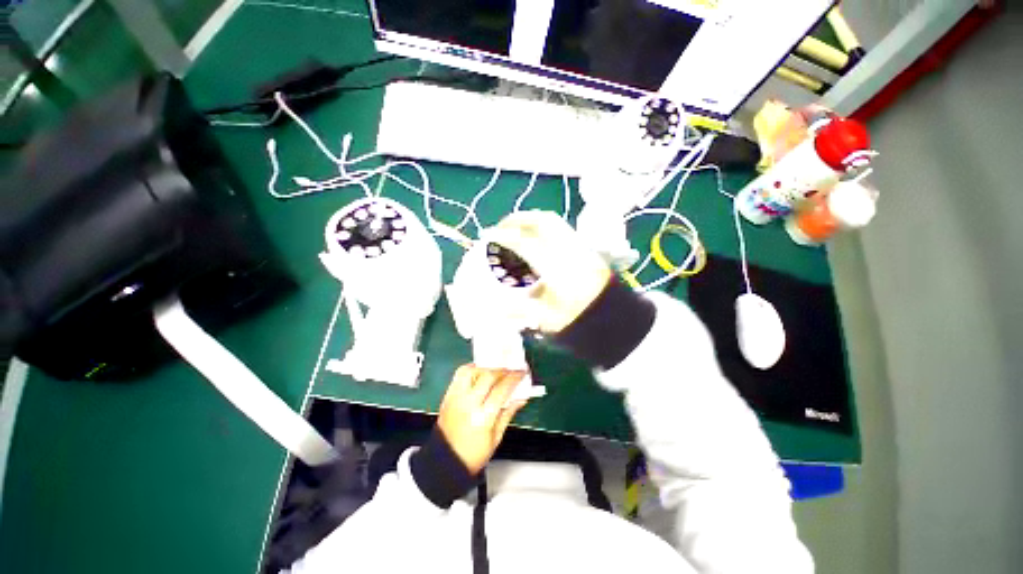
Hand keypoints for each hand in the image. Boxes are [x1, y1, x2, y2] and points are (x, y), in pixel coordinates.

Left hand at [437, 365, 528, 473]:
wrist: (444, 462)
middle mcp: (467, 404)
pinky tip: (480, 372)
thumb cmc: (472, 455)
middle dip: (502, 369)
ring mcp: (455, 398)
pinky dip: (471, 369)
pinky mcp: (448, 395)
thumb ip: (508, 413)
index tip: (521, 372)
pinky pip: (459, 374)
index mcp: (482, 418)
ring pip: (471, 371)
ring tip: (494, 370)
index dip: (514, 378)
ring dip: (485, 367)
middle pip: (487, 376)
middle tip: (510, 369)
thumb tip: (521, 398)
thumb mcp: (496, 438)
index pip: (501, 389)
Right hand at [493, 210, 611, 332]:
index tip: (487, 235)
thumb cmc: (581, 320)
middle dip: (517, 220)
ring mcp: (578, 247)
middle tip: (501, 227)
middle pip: (542, 221)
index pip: (526, 243)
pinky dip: (543, 226)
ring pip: (553, 221)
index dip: (504, 237)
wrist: (615, 318)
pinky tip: (535, 238)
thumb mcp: (548, 319)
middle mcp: (568, 251)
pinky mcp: (583, 248)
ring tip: (516, 229)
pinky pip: (560, 228)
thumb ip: (520, 309)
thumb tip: (496, 306)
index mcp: (557, 268)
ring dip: (531, 220)